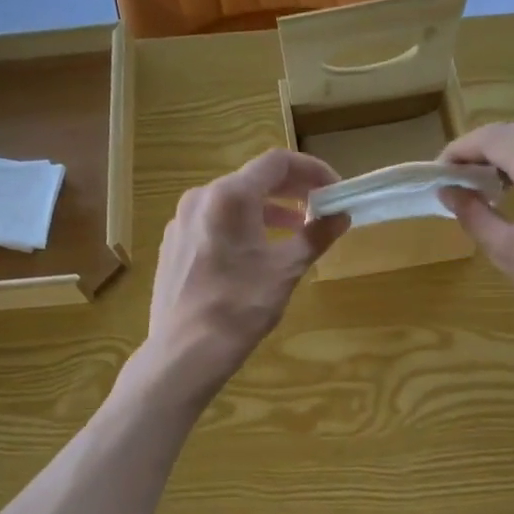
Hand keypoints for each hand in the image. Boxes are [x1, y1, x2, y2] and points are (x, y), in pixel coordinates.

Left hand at [140, 149, 346, 401]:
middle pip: (253, 179)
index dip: (312, 170)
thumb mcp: (286, 270)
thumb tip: (340, 217)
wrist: (185, 351)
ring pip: (232, 202)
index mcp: (230, 196)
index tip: (334, 190)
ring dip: (268, 210)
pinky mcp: (173, 245)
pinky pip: (213, 222)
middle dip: (291, 191)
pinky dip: (242, 227)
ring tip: (293, 232)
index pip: (278, 162)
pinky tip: (255, 254)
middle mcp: (201, 198)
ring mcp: (181, 221)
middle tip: (319, 208)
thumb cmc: (240, 307)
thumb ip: (315, 236)